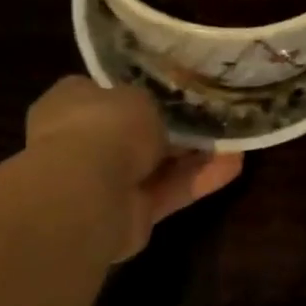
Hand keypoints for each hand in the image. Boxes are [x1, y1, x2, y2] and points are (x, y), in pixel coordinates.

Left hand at [26, 77, 242, 258]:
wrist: (88, 193)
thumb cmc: (105, 127)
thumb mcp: (137, 97)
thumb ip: (150, 105)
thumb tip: (157, 115)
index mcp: (72, 104)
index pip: (107, 95)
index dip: (140, 93)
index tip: (176, 91)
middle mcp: (84, 142)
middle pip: (136, 134)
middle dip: (174, 129)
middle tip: (213, 117)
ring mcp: (106, 182)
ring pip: (158, 165)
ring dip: (194, 155)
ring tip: (234, 140)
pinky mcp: (131, 214)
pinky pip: (169, 191)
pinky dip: (199, 180)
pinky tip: (234, 165)